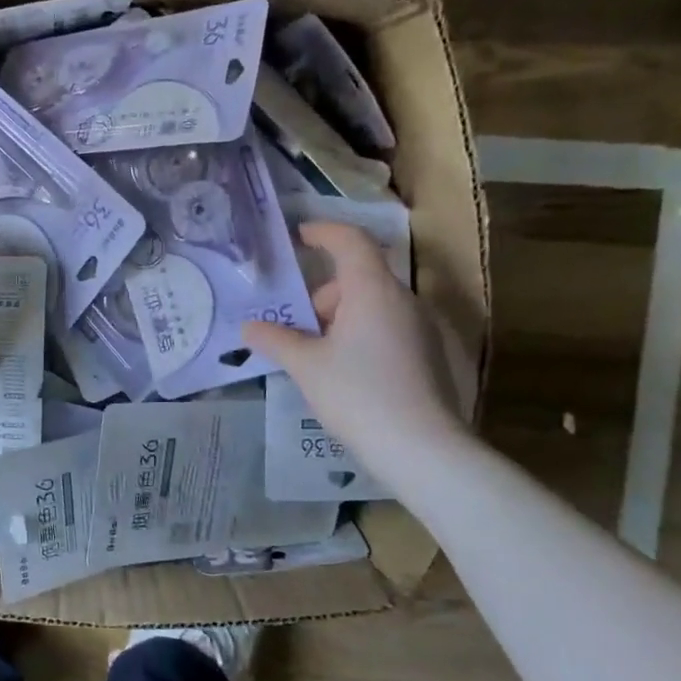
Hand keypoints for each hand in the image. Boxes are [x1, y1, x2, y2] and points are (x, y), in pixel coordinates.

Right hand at [242, 222, 467, 472]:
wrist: (422, 448)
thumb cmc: (357, 394)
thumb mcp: (306, 366)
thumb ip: (276, 339)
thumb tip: (249, 326)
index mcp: (372, 290)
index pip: (350, 240)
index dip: (323, 232)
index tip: (298, 236)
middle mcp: (403, 299)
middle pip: (359, 277)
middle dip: (323, 294)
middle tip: (295, 325)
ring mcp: (422, 327)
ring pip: (373, 305)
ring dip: (341, 317)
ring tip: (315, 355)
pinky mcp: (430, 354)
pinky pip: (388, 327)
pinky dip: (362, 334)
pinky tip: (346, 372)